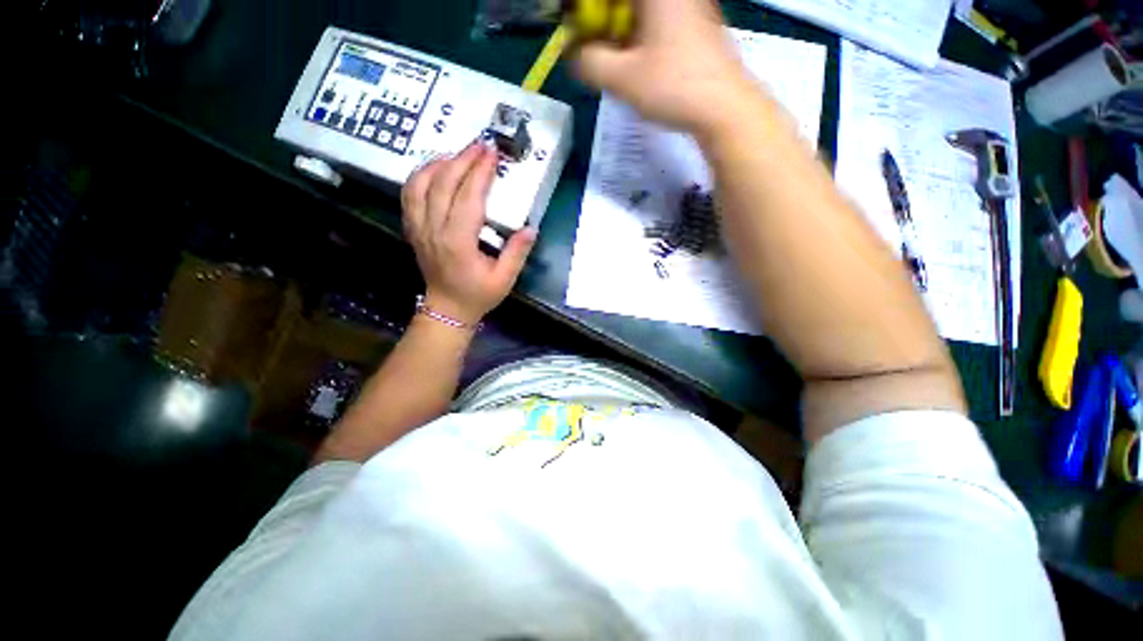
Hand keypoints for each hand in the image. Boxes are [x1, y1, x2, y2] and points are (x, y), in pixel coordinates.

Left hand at [402, 141, 536, 325]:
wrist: (447, 309)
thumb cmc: (477, 295)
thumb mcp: (504, 279)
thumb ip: (517, 253)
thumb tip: (530, 228)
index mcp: (457, 242)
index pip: (468, 198)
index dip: (481, 173)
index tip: (493, 155)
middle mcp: (433, 230)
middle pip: (443, 183)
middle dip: (463, 159)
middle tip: (481, 146)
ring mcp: (418, 228)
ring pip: (420, 183)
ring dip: (440, 163)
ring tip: (460, 155)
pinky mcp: (413, 228)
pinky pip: (409, 193)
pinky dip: (421, 175)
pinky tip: (436, 170)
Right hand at [573, 0, 759, 135]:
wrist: (724, 107)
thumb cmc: (673, 87)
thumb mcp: (622, 79)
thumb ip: (588, 62)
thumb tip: (573, 53)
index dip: (587, 11)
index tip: (577, 30)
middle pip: (625, 3)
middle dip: (603, 18)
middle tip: (593, 45)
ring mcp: (689, 4)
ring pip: (641, 10)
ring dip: (620, 27)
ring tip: (612, 57)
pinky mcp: (696, 23)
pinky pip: (658, 18)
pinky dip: (640, 33)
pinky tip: (637, 60)